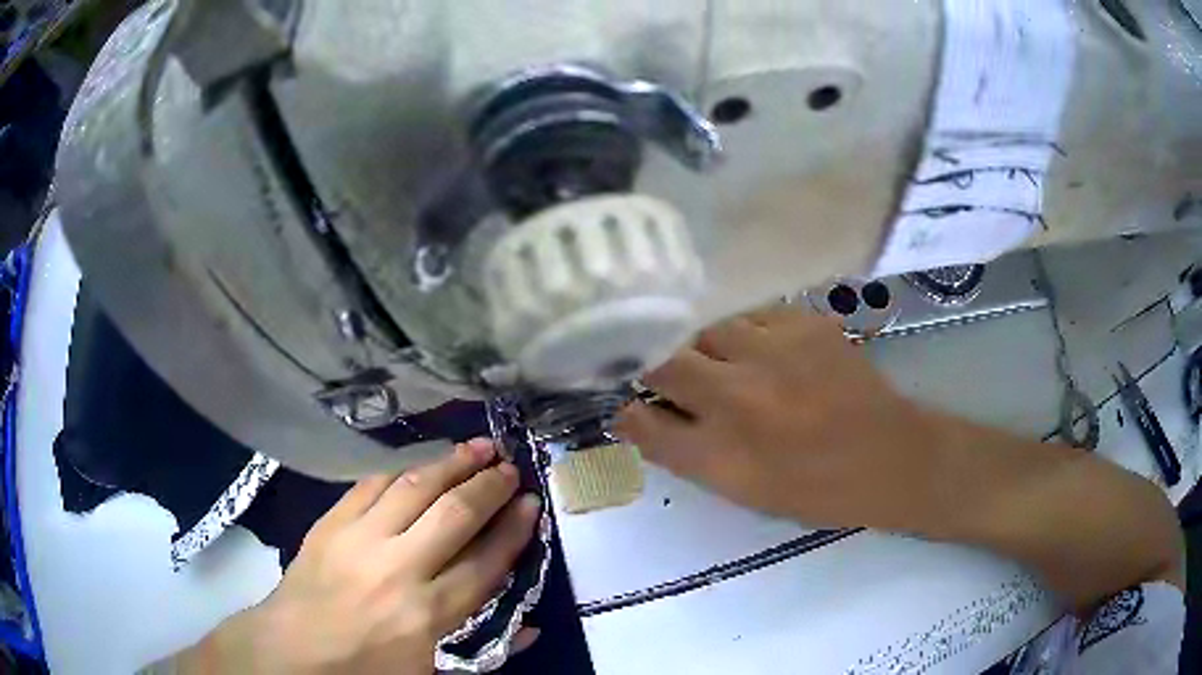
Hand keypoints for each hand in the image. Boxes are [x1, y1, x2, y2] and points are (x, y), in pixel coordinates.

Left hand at [179, 439, 540, 673]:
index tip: (532, 504)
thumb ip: (484, 651)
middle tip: (510, 466)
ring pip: (414, 487)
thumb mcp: (431, 673)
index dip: (513, 530)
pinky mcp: (331, 522)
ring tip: (477, 445)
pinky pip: (371, 483)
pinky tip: (420, 458)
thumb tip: (531, 628)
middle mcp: (398, 569)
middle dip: (489, 486)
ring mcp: (360, 539)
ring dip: (450, 463)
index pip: (485, 562)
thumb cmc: (366, 669)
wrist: (293, 650)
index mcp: (427, 615)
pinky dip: (402, 468)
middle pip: (454, 515)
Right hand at [616, 308, 1183, 611]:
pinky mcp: (803, 323)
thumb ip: (690, 453)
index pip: (641, 422)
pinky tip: (756, 346)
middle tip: (659, 373)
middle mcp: (738, 397)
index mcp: (721, 454)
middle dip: (650, 365)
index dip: (626, 411)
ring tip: (713, 360)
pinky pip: (749, 315)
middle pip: (662, 361)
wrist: (896, 458)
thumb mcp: (746, 492)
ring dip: (699, 344)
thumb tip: (646, 418)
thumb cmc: (821, 490)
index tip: (625, 405)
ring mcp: (772, 352)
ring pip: (705, 330)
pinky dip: (740, 330)